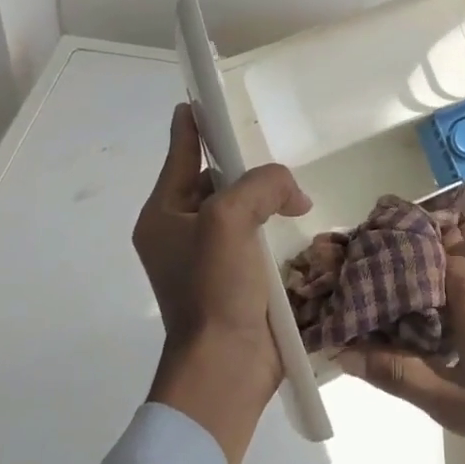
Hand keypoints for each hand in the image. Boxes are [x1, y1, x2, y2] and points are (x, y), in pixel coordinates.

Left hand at [134, 103, 311, 463]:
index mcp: (164, 215)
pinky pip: (256, 235)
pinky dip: (275, 224)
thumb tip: (292, 192)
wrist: (227, 368)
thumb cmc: (214, 288)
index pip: (181, 153)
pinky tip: (300, 220)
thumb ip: (261, 184)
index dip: (195, 122)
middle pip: (215, 179)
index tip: (208, 95)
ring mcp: (209, 258)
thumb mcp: (230, 220)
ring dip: (266, 197)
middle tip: (274, 151)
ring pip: (240, 207)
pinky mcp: (236, 278)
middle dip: (244, 164)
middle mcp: (181, 232)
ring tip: (295, 190)